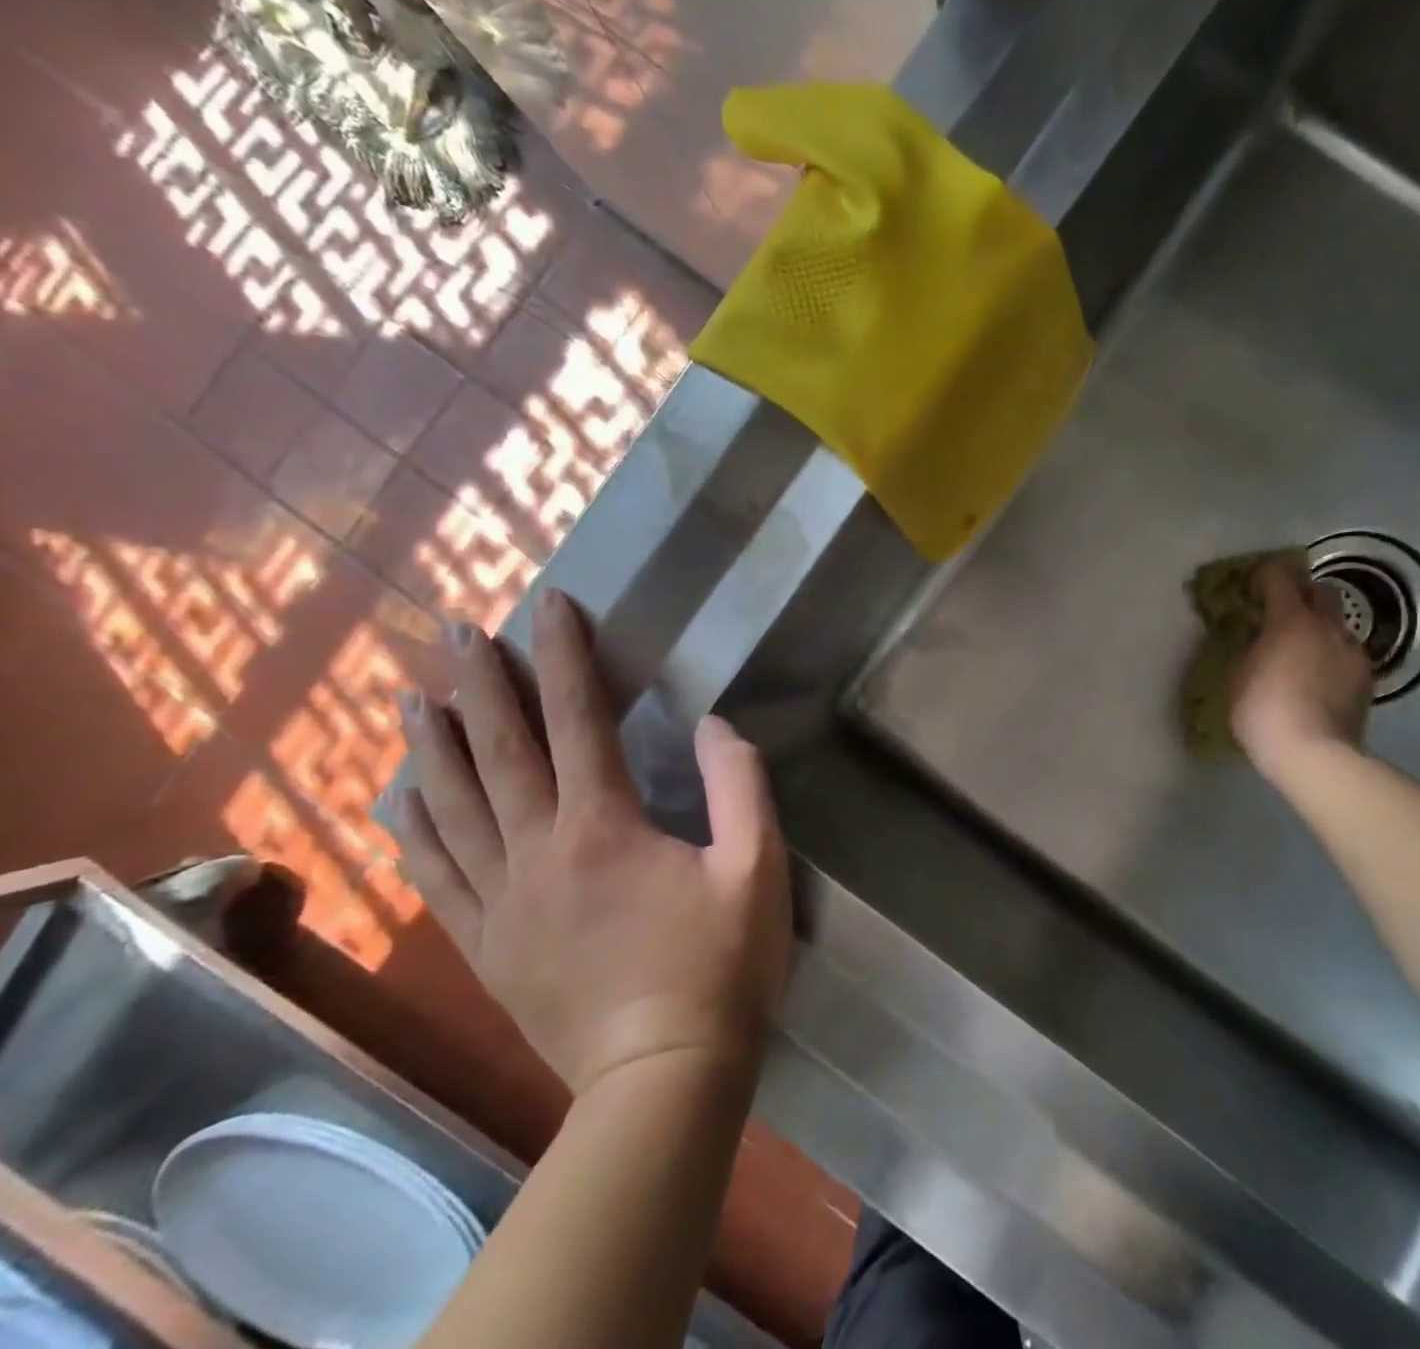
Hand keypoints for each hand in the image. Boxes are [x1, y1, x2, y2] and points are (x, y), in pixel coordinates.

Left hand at [395, 589, 791, 1096]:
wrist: (662, 1077)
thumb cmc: (721, 966)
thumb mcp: (758, 867)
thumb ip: (738, 785)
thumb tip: (712, 725)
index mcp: (604, 826)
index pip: (578, 719)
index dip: (564, 656)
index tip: (550, 605)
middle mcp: (538, 850)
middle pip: (499, 750)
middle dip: (480, 683)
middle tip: (457, 631)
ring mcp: (501, 901)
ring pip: (451, 807)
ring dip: (432, 745)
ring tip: (413, 698)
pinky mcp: (486, 945)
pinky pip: (436, 875)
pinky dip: (413, 830)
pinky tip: (398, 802)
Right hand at [1230, 561, 1373, 779]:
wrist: (1314, 754)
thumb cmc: (1263, 711)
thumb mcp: (1238, 676)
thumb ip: (1248, 648)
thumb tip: (1256, 638)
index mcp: (1290, 619)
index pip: (1279, 578)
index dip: (1265, 576)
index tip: (1254, 583)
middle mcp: (1327, 626)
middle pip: (1321, 591)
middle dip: (1302, 593)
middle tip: (1283, 610)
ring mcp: (1352, 651)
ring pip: (1338, 624)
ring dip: (1321, 627)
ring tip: (1304, 648)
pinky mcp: (1366, 677)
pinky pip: (1347, 653)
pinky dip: (1333, 655)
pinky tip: (1321, 676)